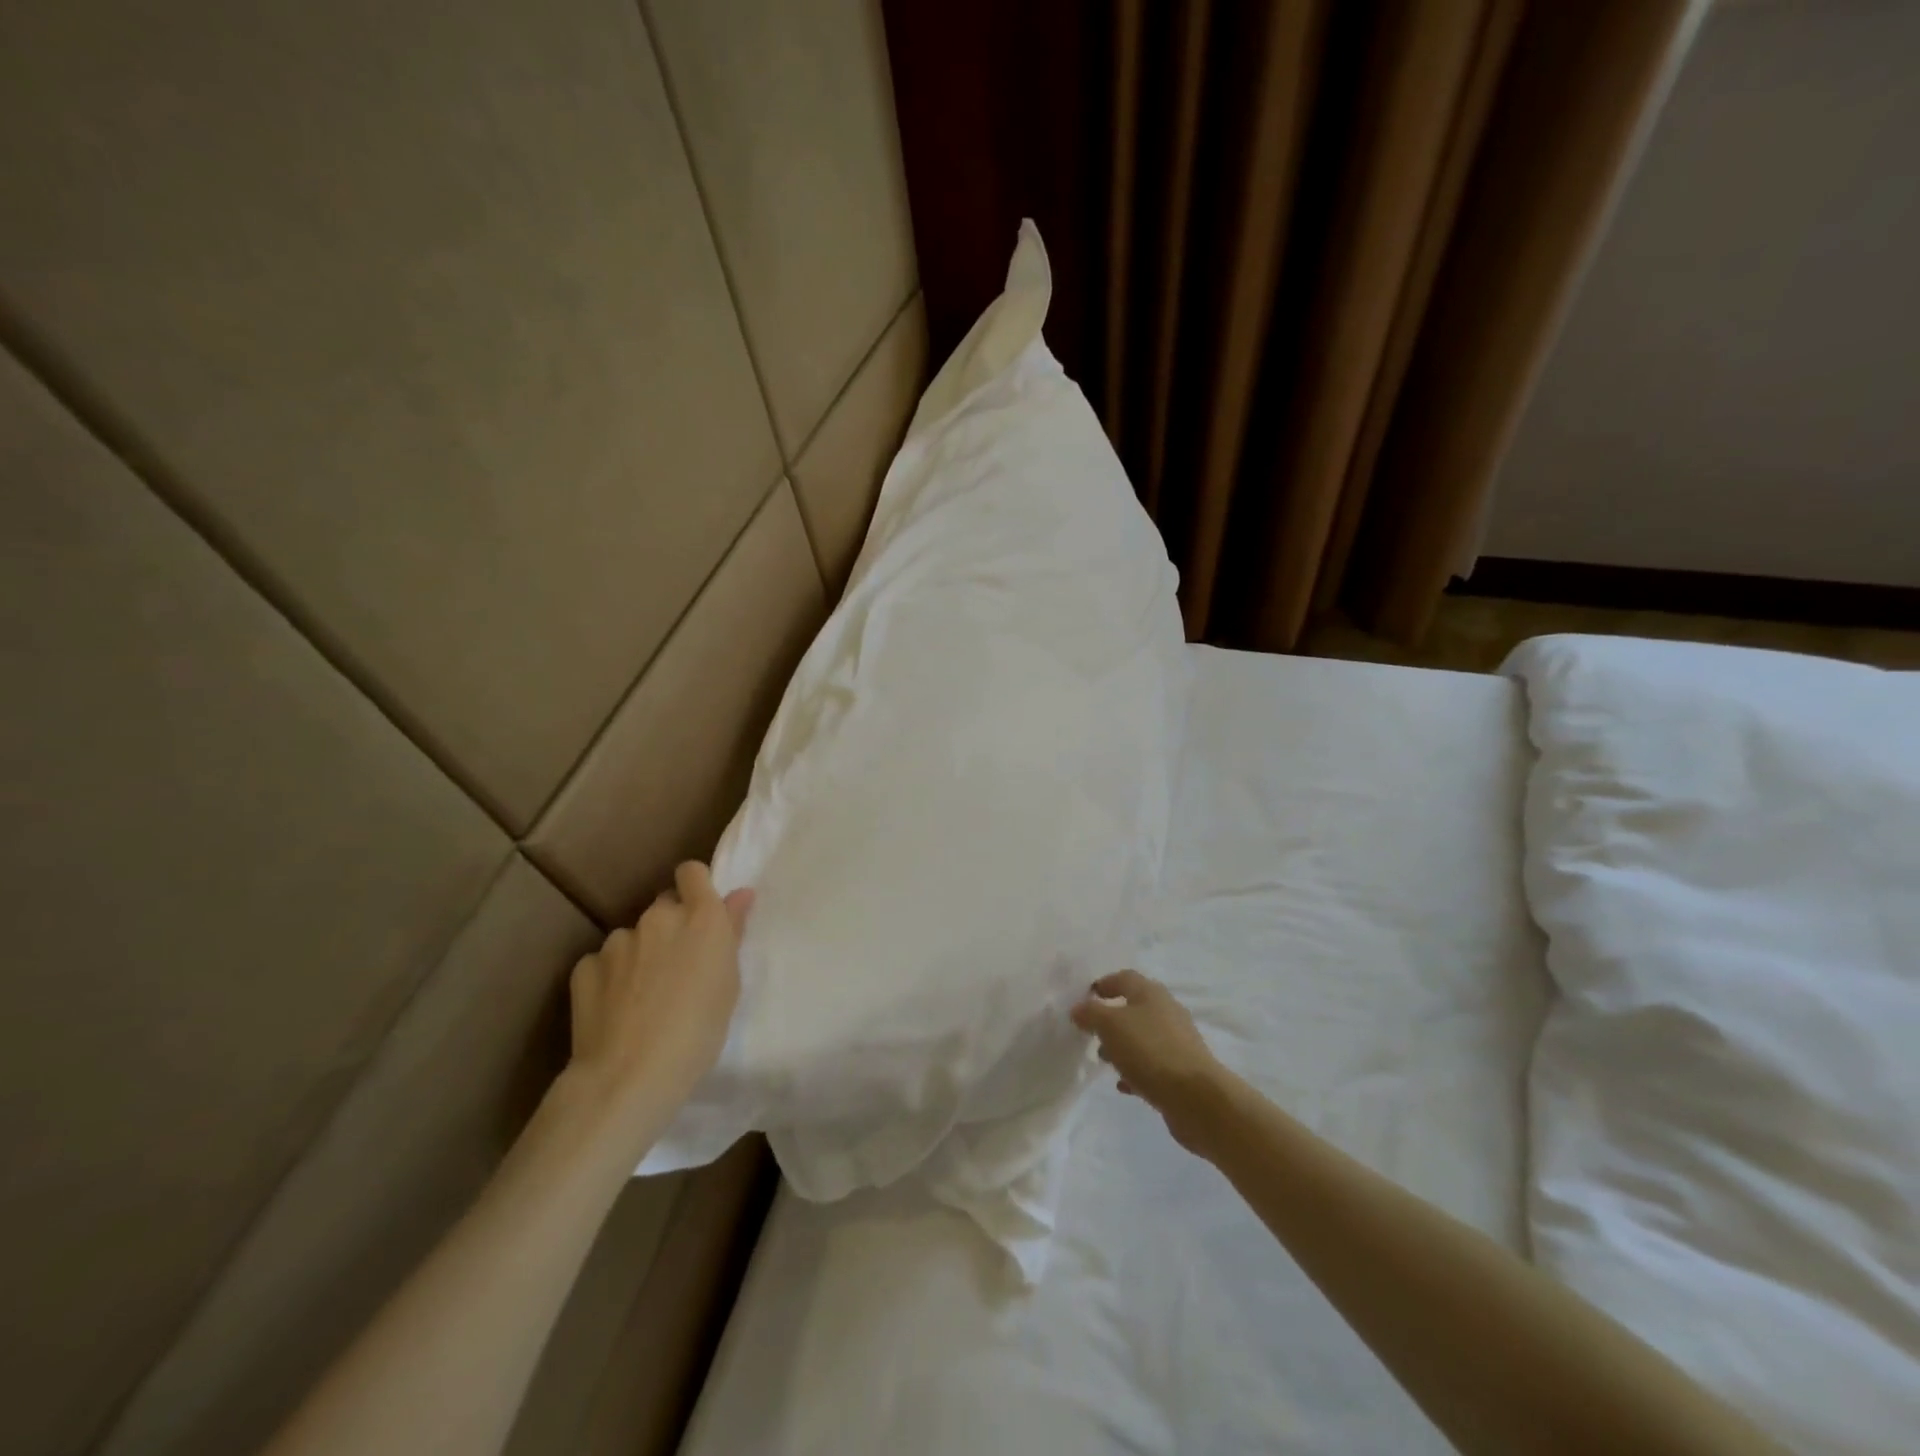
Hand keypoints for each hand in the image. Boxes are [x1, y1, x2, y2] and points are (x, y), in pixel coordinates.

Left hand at [563, 861, 753, 1134]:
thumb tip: (740, 895)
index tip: (701, 913)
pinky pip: (603, 963)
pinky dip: (611, 977)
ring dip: (640, 953)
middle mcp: (658, 918)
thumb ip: (731, 932)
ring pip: (633, 936)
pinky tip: (616, 1009)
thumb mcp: (730, 984)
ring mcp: (618, 941)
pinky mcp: (585, 967)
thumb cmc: (699, 1031)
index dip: (695, 887)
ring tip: (644, 996)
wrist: (630, 1075)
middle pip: (664, 906)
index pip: (692, 872)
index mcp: (701, 917)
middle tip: (678, 966)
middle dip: (671, 926)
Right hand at [1071, 970, 1228, 1149]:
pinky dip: (1136, 1070)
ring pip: (1143, 1037)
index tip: (1085, 998)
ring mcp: (1177, 1041)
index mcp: (1151, 993)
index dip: (1104, 984)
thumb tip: (1078, 1008)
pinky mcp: (1182, 1070)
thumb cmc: (1149, 1051)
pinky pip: (1153, 1064)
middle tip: (1091, 1032)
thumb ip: (1091, 1013)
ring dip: (1122, 1046)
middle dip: (1111, 1019)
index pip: (1124, 978)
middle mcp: (1167, 1011)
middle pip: (1134, 1007)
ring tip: (1103, 1061)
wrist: (1196, 1098)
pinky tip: (1123, 1084)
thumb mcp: (1110, 1026)